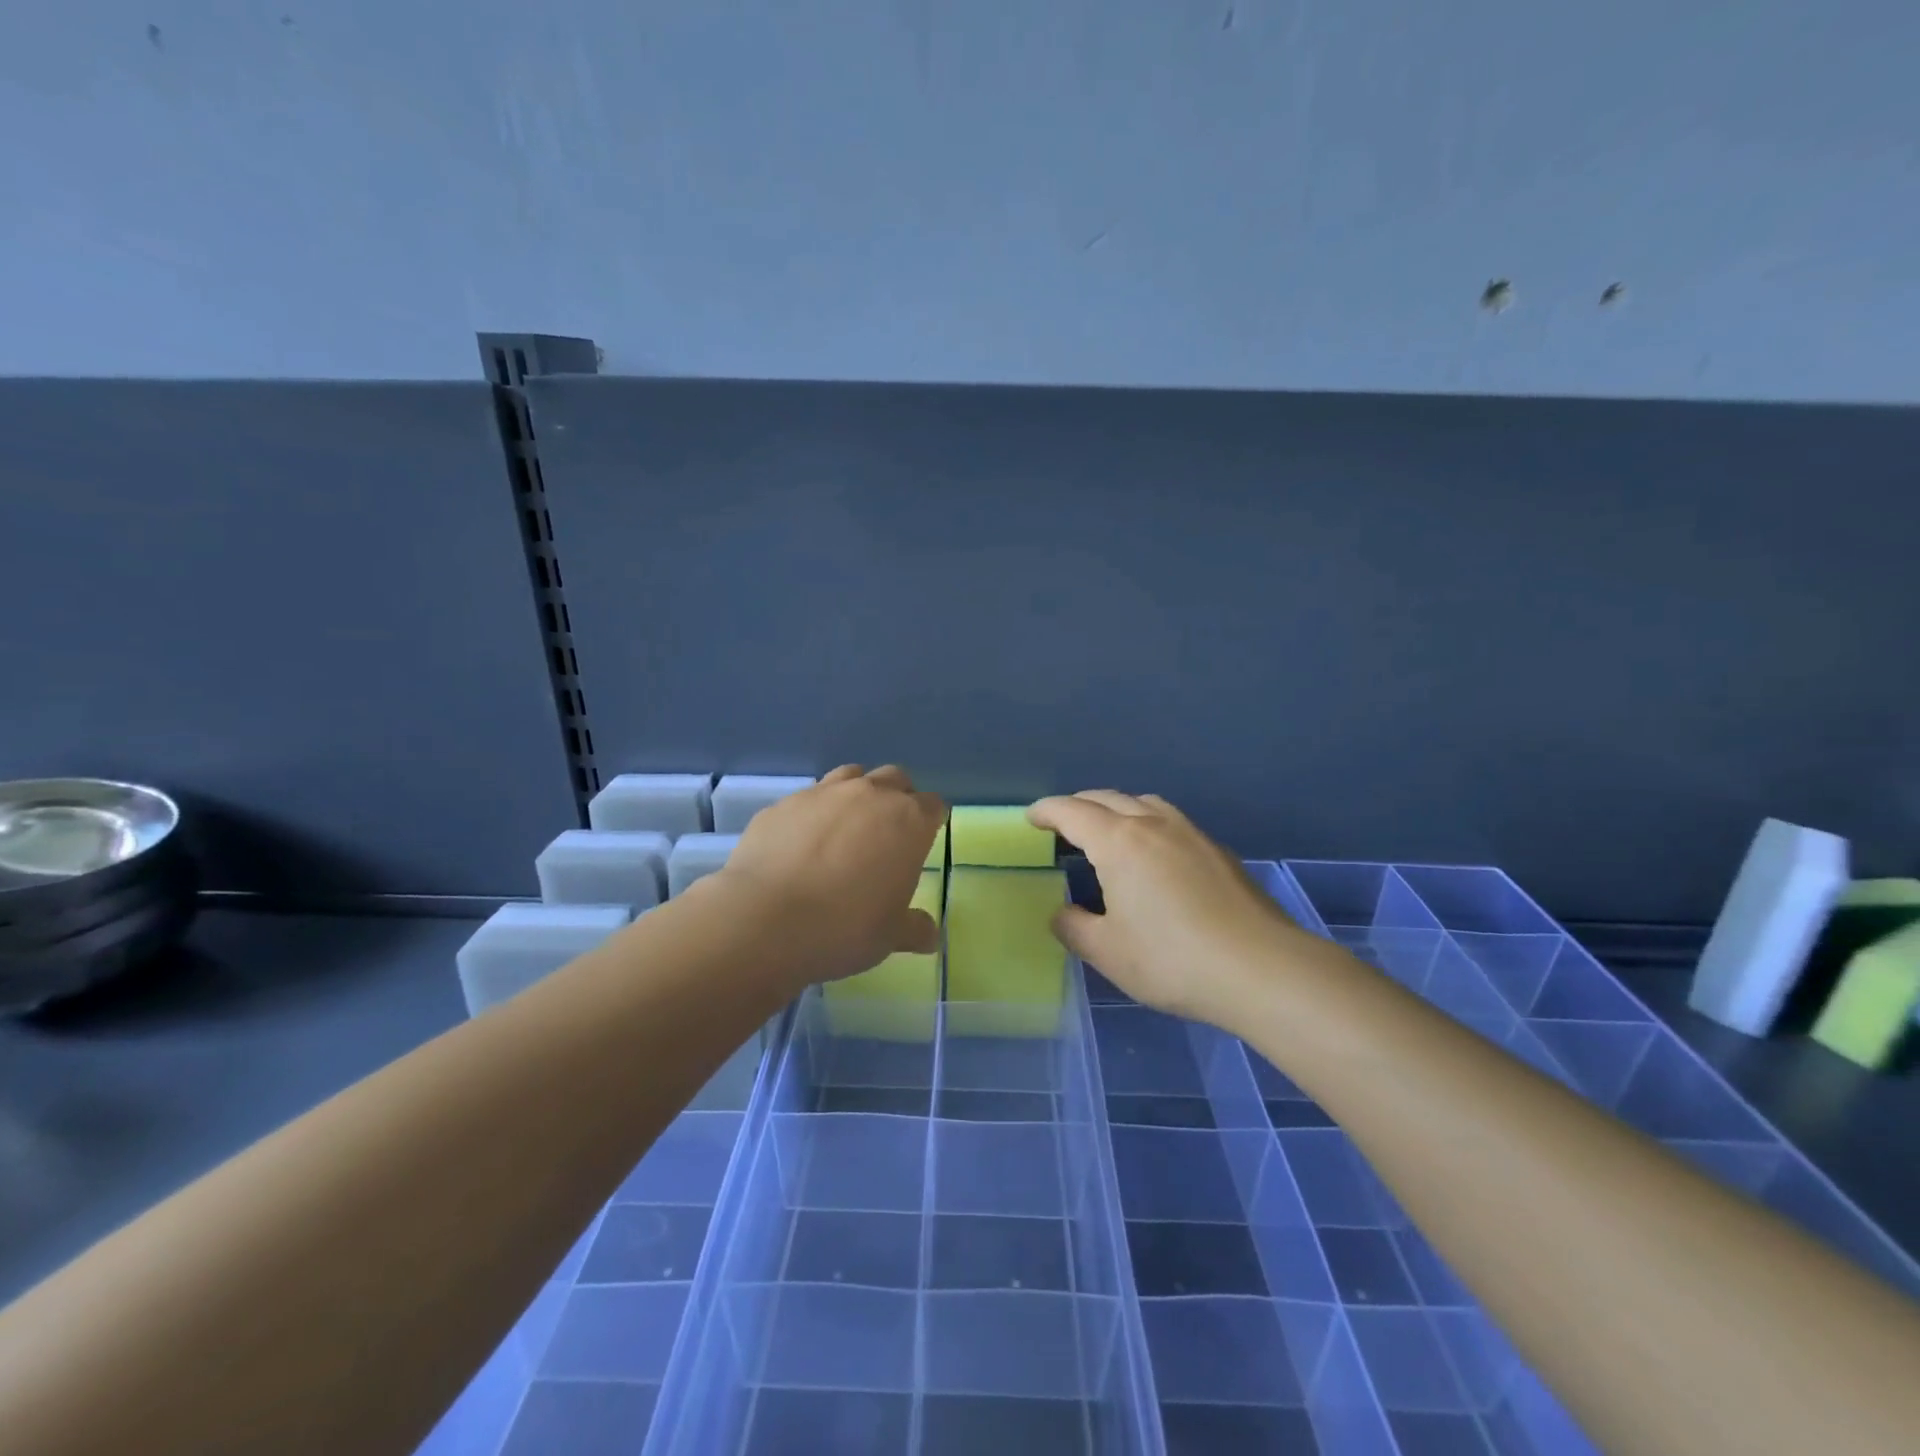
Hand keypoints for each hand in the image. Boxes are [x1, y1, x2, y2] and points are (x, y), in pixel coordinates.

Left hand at [711, 765, 945, 988]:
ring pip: (851, 776)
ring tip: (846, 828)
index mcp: (908, 822)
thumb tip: (929, 935)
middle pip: (895, 779)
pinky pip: (808, 798)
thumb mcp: (890, 937)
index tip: (923, 839)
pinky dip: (814, 813)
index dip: (930, 821)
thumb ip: (914, 928)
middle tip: (888, 832)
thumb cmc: (845, 928)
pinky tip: (802, 843)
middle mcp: (869, 795)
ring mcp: (823, 793)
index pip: (932, 805)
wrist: (766, 919)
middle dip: (897, 798)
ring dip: (856, 794)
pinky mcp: (783, 803)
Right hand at [1026, 791, 1309, 1027]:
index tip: (1031, 818)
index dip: (1046, 811)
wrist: (1261, 969)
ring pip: (1144, 803)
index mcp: (1119, 842)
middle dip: (1078, 805)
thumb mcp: (1107, 952)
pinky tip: (1154, 856)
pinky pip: (1170, 822)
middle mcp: (1153, 825)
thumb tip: (1063, 913)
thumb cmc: (1172, 960)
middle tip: (1062, 824)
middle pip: (1107, 798)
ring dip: (1117, 808)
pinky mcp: (1218, 851)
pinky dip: (1147, 824)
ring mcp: (1190, 834)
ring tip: (1108, 832)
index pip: (1072, 812)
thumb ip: (1074, 927)